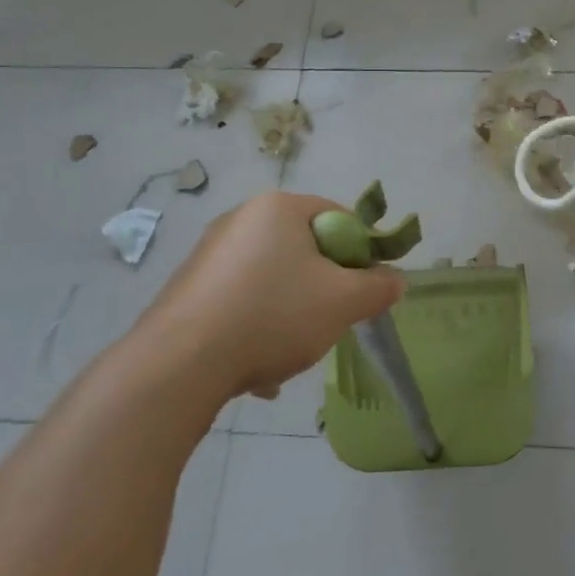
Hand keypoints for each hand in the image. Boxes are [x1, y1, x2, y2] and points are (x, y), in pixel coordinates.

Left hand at [125, 192, 403, 404]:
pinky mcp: (189, 287)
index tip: (364, 288)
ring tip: (291, 350)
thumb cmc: (273, 315)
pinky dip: (256, 327)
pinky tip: (256, 368)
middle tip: (331, 319)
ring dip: (291, 312)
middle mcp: (241, 219)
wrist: (180, 363)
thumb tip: (394, 280)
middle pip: (305, 249)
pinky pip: (240, 301)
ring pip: (273, 280)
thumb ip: (377, 288)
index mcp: (278, 208)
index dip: (361, 252)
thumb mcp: (343, 302)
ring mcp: (210, 253)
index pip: (340, 216)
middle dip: (323, 286)